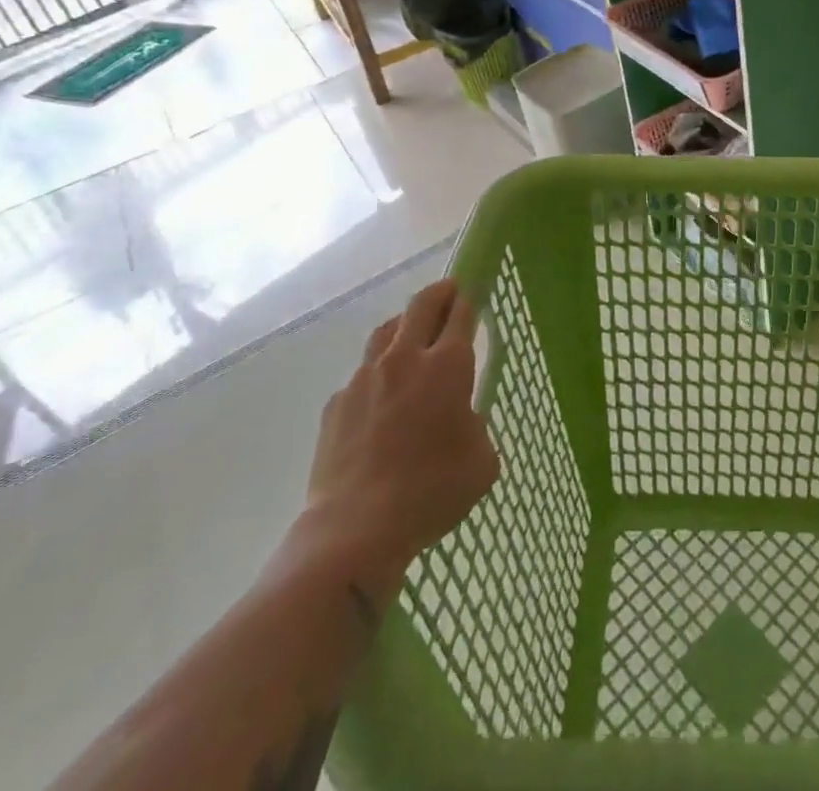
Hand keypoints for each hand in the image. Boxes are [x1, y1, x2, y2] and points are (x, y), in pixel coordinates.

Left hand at [287, 279, 499, 597]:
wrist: (355, 529)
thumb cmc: (432, 492)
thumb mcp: (482, 461)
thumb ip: (475, 426)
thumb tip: (460, 420)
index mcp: (447, 365)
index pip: (461, 313)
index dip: (470, 298)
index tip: (475, 290)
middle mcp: (406, 359)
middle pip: (422, 305)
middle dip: (440, 292)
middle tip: (450, 291)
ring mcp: (365, 377)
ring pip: (386, 331)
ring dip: (404, 324)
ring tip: (412, 334)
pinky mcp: (337, 403)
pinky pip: (361, 374)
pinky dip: (377, 373)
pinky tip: (381, 398)